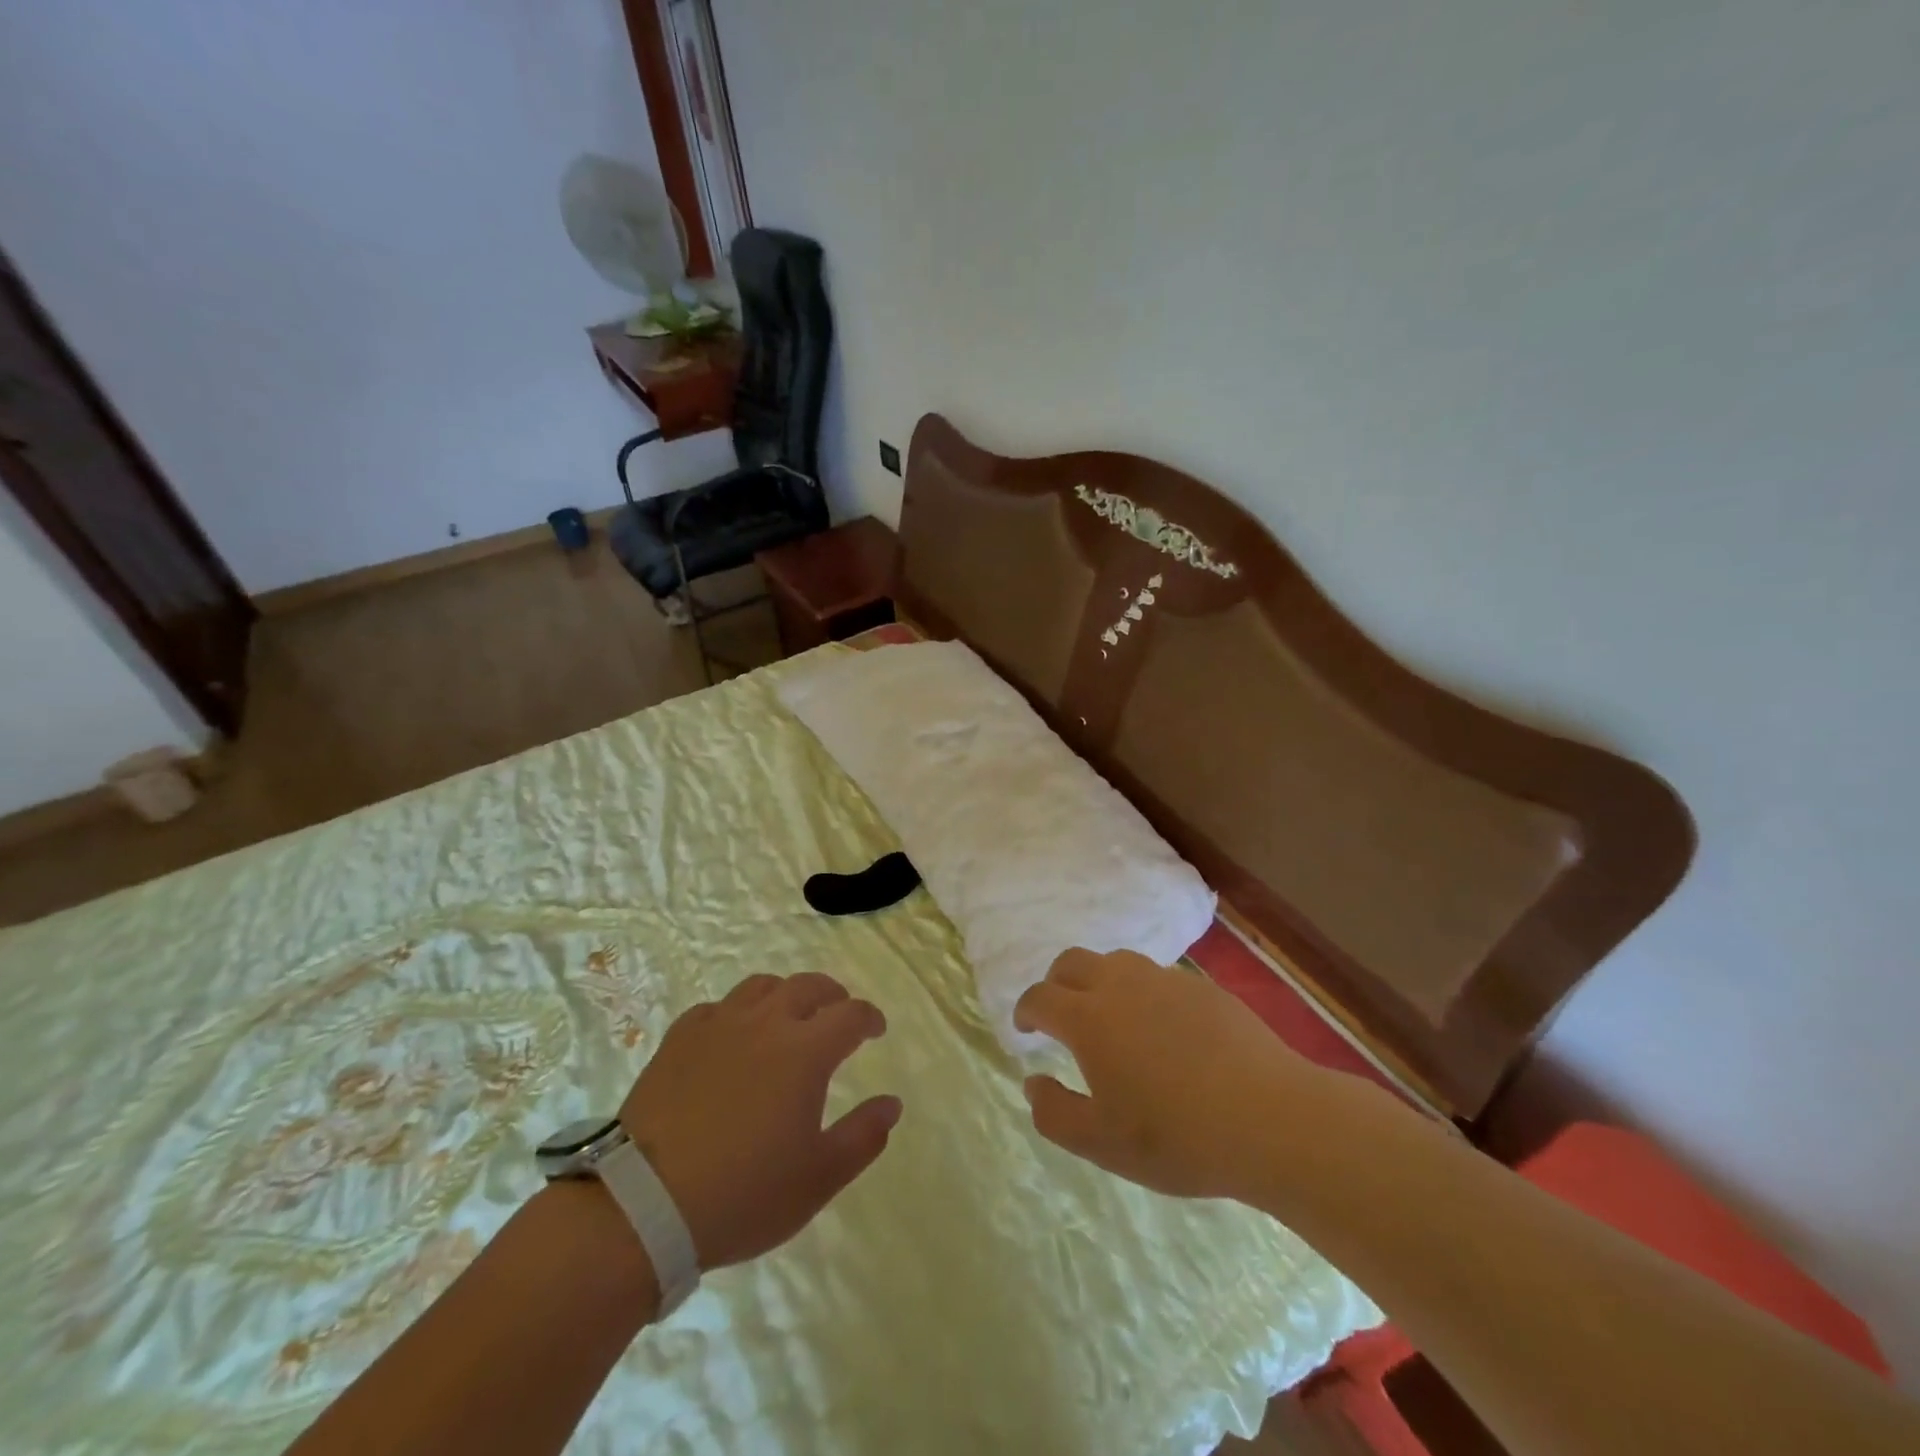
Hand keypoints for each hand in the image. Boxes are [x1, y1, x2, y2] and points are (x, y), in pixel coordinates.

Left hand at [620, 972, 900, 1269]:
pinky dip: (736, 1013)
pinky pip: (716, 1008)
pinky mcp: (679, 1039)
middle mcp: (766, 1023)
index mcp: (806, 1051)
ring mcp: (718, 1026)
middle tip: (838, 1014)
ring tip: (787, 1016)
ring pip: (761, 987)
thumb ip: (863, 1136)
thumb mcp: (818, 1178)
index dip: (869, 1017)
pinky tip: (732, 1035)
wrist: (643, 1205)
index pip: (850, 1015)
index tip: (876, 1030)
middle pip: (808, 986)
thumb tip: (892, 1104)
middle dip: (831, 995)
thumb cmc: (743, 1193)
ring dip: (785, 994)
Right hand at [1013, 947, 1316, 1200]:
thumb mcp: (1103, 1143)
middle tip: (1060, 1016)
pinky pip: (1158, 977)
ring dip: (1100, 982)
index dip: (1026, 1011)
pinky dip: (1142, 993)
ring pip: (1117, 962)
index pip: (1040, 997)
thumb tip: (1033, 1082)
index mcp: (1088, 1018)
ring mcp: (1165, 981)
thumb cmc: (1177, 1137)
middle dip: (1056, 983)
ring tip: (1111, 1018)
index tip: (1025, 1029)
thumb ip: (1055, 1114)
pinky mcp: (1203, 988)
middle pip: (1072, 962)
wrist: (1270, 1118)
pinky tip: (1163, 1029)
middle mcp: (1121, 986)